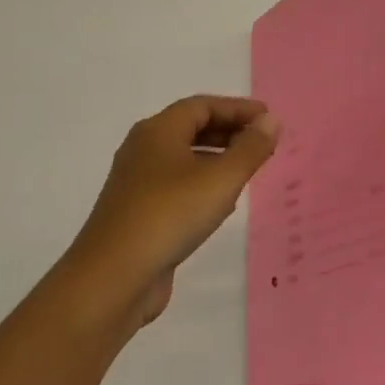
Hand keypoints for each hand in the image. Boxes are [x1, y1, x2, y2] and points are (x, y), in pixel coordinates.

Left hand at [68, 95, 280, 326]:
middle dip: (229, 130)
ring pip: (183, 158)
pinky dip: (202, 183)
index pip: (202, 106)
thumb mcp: (221, 179)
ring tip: (248, 169)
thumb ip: (250, 148)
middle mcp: (144, 149)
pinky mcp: (138, 212)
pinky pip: (176, 185)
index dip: (237, 108)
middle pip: (191, 128)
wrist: (112, 278)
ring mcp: (137, 183)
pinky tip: (221, 204)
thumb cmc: (170, 215)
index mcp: (158, 131)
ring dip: (217, 157)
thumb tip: (271, 120)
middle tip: (262, 142)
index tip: (268, 118)